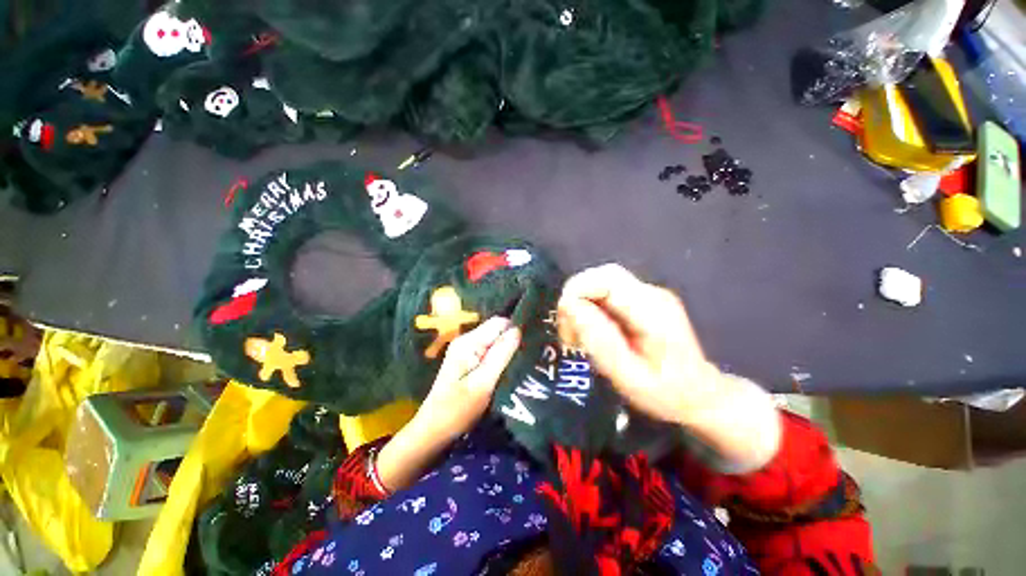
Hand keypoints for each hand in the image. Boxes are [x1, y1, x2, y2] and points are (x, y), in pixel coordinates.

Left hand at [418, 317, 521, 439]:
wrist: (434, 430)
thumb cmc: (457, 409)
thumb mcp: (483, 383)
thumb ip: (500, 355)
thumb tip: (518, 330)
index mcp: (469, 342)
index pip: (499, 323)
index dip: (515, 331)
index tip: (530, 345)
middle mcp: (467, 340)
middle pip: (496, 329)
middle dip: (513, 340)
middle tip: (528, 356)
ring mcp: (466, 349)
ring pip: (494, 340)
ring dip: (507, 349)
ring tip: (521, 363)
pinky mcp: (467, 359)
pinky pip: (489, 350)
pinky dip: (500, 356)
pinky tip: (507, 369)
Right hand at [557, 264, 780, 470]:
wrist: (700, 394)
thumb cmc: (665, 393)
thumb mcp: (628, 377)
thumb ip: (601, 342)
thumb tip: (570, 306)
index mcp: (653, 311)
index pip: (607, 280)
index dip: (578, 292)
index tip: (564, 321)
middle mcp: (652, 294)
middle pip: (602, 276)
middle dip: (576, 297)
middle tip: (568, 331)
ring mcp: (649, 294)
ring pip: (602, 281)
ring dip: (581, 303)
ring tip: (577, 334)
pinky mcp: (642, 298)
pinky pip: (607, 291)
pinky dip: (591, 306)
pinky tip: (591, 330)